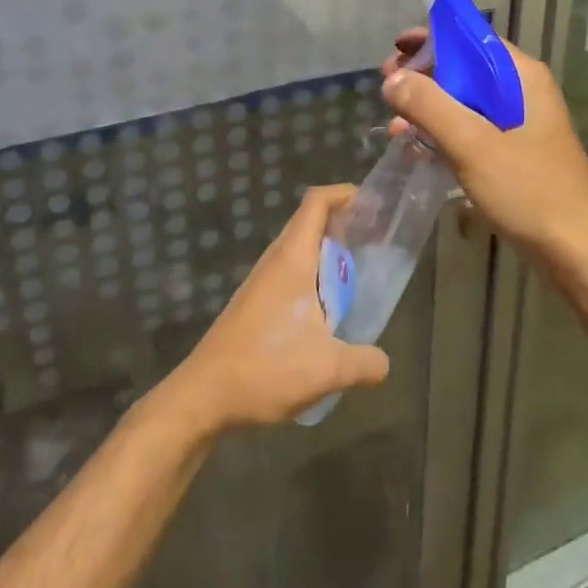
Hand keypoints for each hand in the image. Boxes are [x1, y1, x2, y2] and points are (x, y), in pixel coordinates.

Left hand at [166, 184, 389, 432]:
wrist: (203, 395)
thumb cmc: (266, 368)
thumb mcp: (328, 369)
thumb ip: (364, 363)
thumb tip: (384, 363)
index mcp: (293, 258)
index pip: (316, 202)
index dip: (343, 193)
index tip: (371, 203)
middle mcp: (276, 260)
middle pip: (309, 222)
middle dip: (342, 222)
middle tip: (374, 238)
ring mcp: (262, 281)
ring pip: (299, 250)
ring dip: (327, 252)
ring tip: (357, 273)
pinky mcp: (254, 303)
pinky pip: (290, 273)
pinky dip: (313, 276)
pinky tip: (327, 309)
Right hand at [381, 29, 587, 262]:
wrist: (576, 251)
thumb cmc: (528, 190)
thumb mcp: (472, 144)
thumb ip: (430, 106)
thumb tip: (393, 78)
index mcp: (521, 76)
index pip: (470, 38)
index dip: (431, 39)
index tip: (395, 51)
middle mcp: (522, 90)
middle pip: (465, 67)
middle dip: (424, 77)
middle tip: (387, 90)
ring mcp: (521, 123)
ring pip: (466, 101)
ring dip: (430, 109)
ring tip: (396, 128)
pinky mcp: (515, 151)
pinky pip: (473, 129)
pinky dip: (445, 133)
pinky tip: (419, 150)